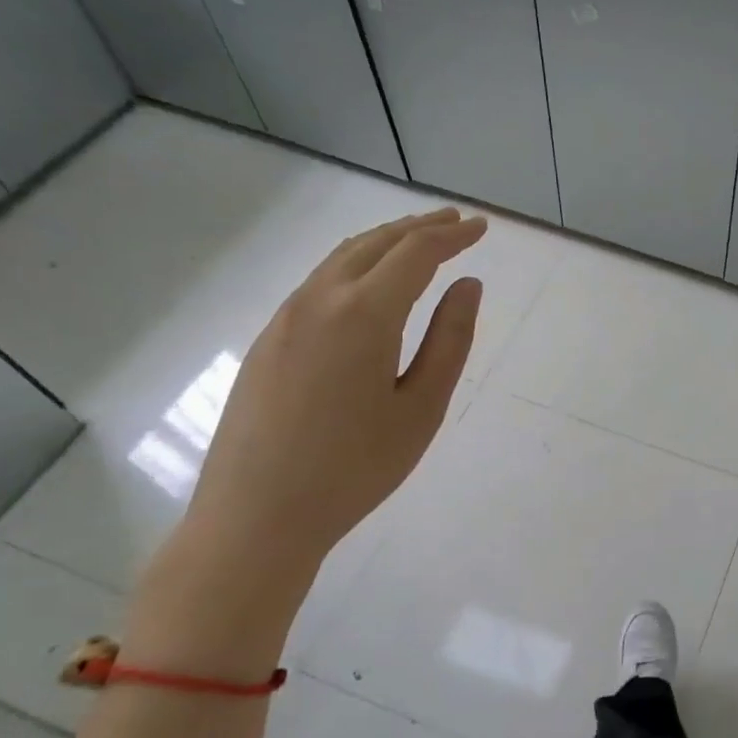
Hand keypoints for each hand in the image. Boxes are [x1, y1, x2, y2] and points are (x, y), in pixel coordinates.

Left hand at [179, 207, 485, 588]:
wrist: (257, 515)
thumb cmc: (355, 468)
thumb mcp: (421, 407)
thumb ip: (450, 340)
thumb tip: (468, 284)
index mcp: (364, 313)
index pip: (416, 253)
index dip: (452, 235)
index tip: (481, 228)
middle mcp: (319, 300)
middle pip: (375, 243)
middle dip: (419, 227)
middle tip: (455, 222)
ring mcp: (285, 317)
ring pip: (341, 258)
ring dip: (384, 242)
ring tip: (417, 242)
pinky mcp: (268, 340)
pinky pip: (319, 282)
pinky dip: (355, 265)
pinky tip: (369, 285)